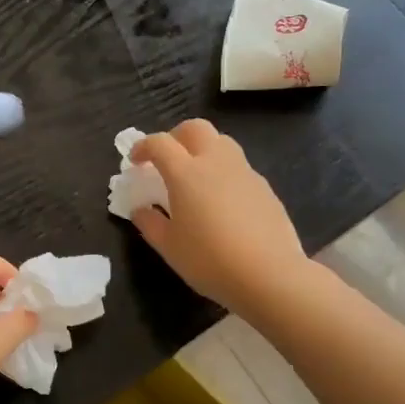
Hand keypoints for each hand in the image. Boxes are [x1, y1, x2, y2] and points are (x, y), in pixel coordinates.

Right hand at [129, 121, 308, 316]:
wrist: (269, 275)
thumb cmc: (210, 260)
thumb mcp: (169, 247)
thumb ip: (150, 223)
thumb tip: (140, 209)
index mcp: (186, 173)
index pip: (160, 143)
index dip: (143, 147)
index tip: (135, 162)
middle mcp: (215, 162)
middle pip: (194, 128)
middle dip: (175, 137)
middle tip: (167, 159)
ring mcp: (244, 171)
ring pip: (221, 142)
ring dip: (203, 149)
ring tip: (195, 176)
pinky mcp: (264, 187)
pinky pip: (239, 166)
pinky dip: (223, 171)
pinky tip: (222, 201)